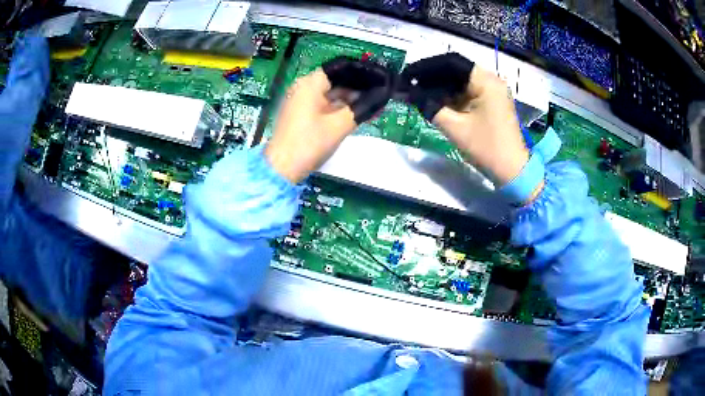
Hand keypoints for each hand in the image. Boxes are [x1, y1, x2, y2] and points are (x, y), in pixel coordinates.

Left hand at [265, 58, 392, 183]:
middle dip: (358, 87)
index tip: (380, 78)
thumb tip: (382, 95)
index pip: (340, 69)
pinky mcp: (301, 114)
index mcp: (310, 84)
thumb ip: (362, 108)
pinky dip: (339, 108)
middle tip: (381, 93)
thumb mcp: (340, 125)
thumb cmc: (310, 143)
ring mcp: (301, 101)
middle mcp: (304, 87)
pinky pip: (324, 104)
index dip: (361, 73)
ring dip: (350, 99)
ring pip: (331, 94)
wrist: (281, 168)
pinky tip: (357, 113)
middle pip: (335, 81)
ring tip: (374, 104)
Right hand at [398, 53, 528, 186]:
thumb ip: (431, 107)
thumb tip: (410, 93)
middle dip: (433, 78)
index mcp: (486, 81)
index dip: (428, 67)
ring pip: (461, 81)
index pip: (452, 63)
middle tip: (411, 86)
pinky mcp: (492, 101)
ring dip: (442, 87)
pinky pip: (468, 91)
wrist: (512, 170)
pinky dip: (452, 96)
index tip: (409, 75)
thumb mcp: (455, 127)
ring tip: (420, 94)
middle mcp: (491, 80)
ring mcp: (493, 90)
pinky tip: (437, 102)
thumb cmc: (486, 148)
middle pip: (457, 70)